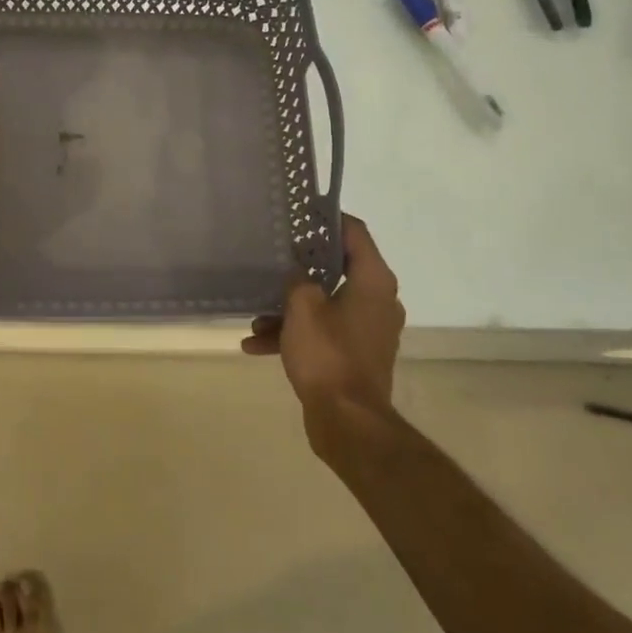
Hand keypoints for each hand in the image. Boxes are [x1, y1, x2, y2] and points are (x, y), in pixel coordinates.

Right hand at [242, 215, 404, 459]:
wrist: (348, 421)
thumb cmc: (327, 354)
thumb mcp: (302, 307)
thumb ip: (298, 279)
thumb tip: (297, 271)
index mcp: (373, 281)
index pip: (355, 233)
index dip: (329, 218)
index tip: (303, 211)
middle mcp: (377, 300)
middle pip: (337, 269)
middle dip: (299, 267)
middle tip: (272, 258)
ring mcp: (367, 330)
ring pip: (324, 304)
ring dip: (289, 308)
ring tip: (254, 318)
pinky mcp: (355, 354)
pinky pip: (322, 332)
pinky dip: (294, 335)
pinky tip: (255, 345)